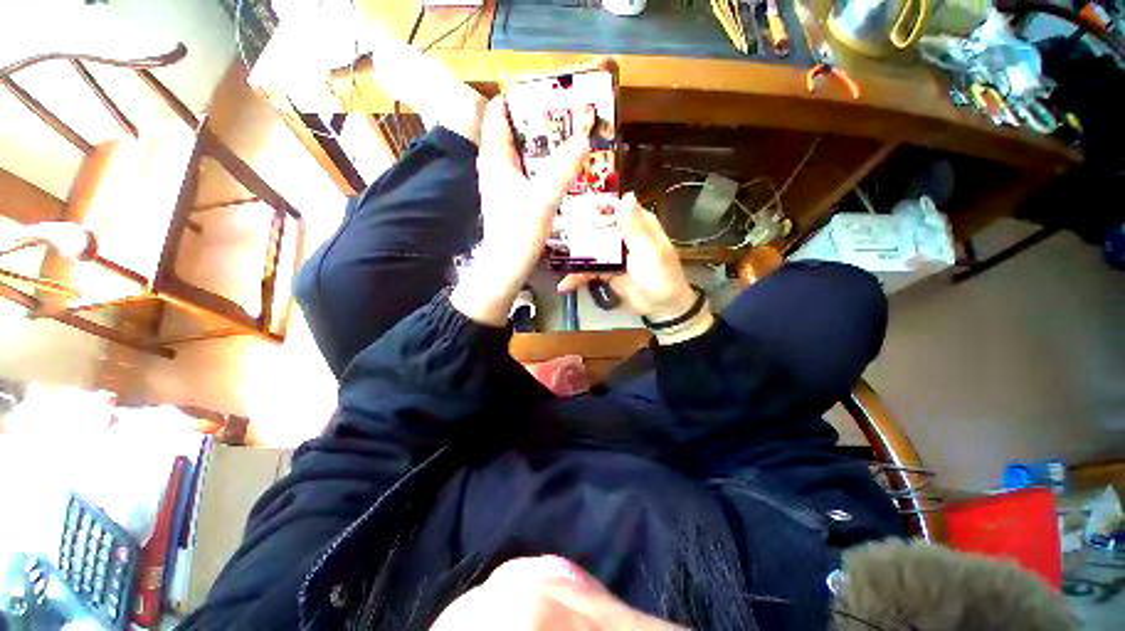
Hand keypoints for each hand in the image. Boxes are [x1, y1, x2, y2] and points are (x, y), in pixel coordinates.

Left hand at [452, 97, 592, 325]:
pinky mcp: (515, 198)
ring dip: (547, 146)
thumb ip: (562, 170)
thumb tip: (584, 139)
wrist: (506, 268)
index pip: (499, 112)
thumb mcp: (542, 200)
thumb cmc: (517, 234)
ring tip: (573, 140)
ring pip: (526, 154)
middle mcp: (497, 166)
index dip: (521, 98)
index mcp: (495, 158)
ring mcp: (506, 183)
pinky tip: (566, 171)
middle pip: (516, 131)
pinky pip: (531, 172)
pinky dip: (546, 166)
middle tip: (571, 117)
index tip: (550, 94)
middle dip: (542, 122)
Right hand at [558, 193, 713, 343]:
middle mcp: (623, 235)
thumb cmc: (661, 277)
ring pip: (590, 248)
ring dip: (573, 255)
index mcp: (638, 224)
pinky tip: (564, 285)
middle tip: (552, 233)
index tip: (569, 205)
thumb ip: (635, 227)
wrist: (662, 308)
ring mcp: (613, 254)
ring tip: (551, 260)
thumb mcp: (650, 251)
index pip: (613, 208)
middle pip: (596, 227)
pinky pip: (589, 270)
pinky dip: (577, 276)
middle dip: (575, 231)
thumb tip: (626, 195)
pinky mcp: (607, 271)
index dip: (593, 205)